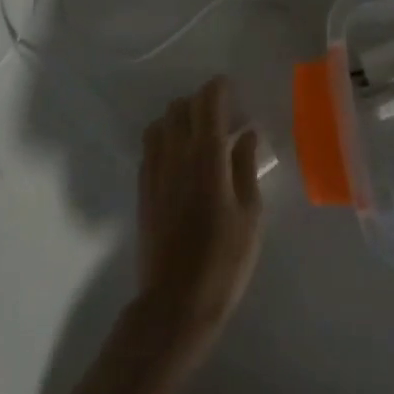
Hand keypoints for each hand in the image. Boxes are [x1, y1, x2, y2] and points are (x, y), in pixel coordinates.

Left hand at [135, 77, 262, 359]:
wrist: (175, 305)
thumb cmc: (224, 262)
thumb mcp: (250, 216)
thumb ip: (246, 167)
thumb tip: (245, 133)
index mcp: (207, 157)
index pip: (208, 103)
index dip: (219, 88)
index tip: (231, 89)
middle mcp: (176, 154)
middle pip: (181, 106)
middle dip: (200, 102)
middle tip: (221, 116)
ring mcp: (155, 170)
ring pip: (161, 122)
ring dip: (179, 119)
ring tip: (198, 136)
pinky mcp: (142, 189)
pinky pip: (150, 146)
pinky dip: (164, 139)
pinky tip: (179, 158)